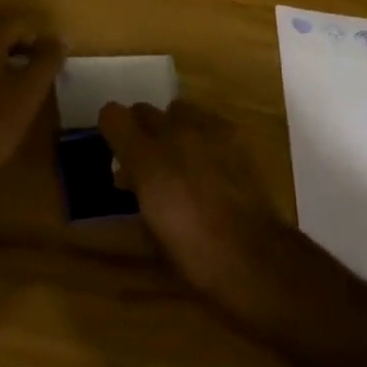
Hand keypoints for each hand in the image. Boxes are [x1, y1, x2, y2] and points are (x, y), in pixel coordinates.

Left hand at [0, 18, 64, 197]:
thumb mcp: (28, 92)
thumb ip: (47, 61)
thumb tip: (63, 37)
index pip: (16, 25)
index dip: (39, 39)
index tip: (53, 64)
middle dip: (24, 53)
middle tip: (42, 78)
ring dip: (8, 68)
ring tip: (25, 93)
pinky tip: (0, 106)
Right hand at [98, 100, 281, 299]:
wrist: (254, 256)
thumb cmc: (194, 254)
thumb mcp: (150, 229)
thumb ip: (137, 190)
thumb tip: (130, 176)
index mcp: (145, 158)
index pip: (112, 116)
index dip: (111, 130)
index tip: (116, 151)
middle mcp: (172, 134)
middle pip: (143, 110)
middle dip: (141, 130)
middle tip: (147, 160)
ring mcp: (206, 130)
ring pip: (177, 109)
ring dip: (172, 127)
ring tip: (181, 157)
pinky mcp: (234, 135)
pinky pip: (208, 121)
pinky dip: (202, 135)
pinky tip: (211, 162)